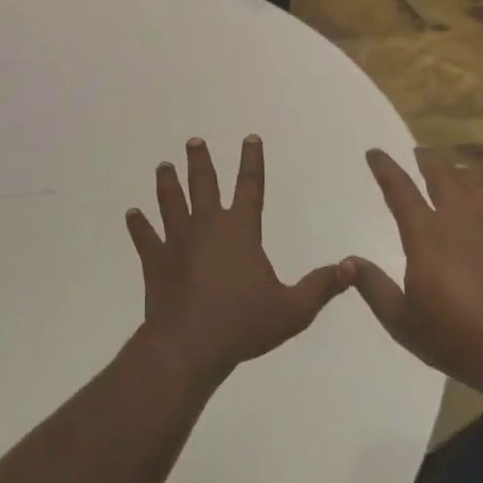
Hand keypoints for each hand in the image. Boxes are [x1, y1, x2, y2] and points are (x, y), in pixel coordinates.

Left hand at [126, 136, 349, 387]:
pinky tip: (131, 213)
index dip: (252, 161)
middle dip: (200, 160)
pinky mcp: (156, 260)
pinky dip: (138, 225)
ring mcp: (178, 240)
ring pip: (171, 202)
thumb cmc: (243, 324)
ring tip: (163, 165)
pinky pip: (145, 237)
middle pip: (203, 184)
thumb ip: (321, 286)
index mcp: (240, 230)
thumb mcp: (293, 309)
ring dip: (167, 183)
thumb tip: (351, 267)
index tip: (250, 138)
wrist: (189, 345)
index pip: (250, 186)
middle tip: (194, 141)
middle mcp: (207, 225)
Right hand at [343, 148, 482, 395]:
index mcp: (426, 234)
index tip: (375, 153)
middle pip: (441, 175)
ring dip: (455, 172)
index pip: (400, 189)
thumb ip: (373, 287)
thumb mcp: (402, 322)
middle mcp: (458, 219)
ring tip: (450, 169)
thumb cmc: (456, 338)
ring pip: (471, 184)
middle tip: (418, 152)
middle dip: (426, 159)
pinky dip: (481, 198)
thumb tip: (348, 261)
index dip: (385, 167)